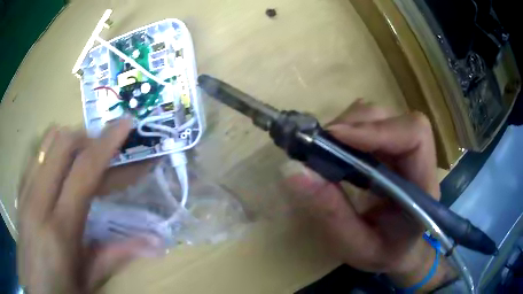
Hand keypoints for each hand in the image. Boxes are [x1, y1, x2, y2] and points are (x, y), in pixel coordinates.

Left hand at [18, 120, 159, 293]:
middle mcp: (38, 200)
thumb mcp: (89, 281)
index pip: (84, 171)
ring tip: (83, 157)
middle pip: (63, 143)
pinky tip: (61, 168)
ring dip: (70, 139)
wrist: (35, 284)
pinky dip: (53, 148)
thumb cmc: (60, 290)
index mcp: (60, 230)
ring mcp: (25, 189)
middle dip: (88, 137)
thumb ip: (116, 256)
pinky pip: (37, 151)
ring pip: (47, 140)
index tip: (126, 124)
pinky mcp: (20, 187)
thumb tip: (156, 244)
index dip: (107, 143)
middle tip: (104, 151)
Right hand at [283, 100, 454, 290]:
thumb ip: (331, 213)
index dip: (377, 129)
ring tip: (325, 149)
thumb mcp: (356, 246)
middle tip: (320, 145)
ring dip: (349, 126)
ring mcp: (403, 151)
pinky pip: (369, 125)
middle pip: (392, 119)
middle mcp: (418, 159)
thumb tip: (294, 170)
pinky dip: (348, 130)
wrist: (397, 250)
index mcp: (423, 185)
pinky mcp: (389, 149)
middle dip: (355, 126)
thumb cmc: (383, 253)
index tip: (336, 137)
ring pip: (378, 117)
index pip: (414, 135)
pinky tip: (336, 149)